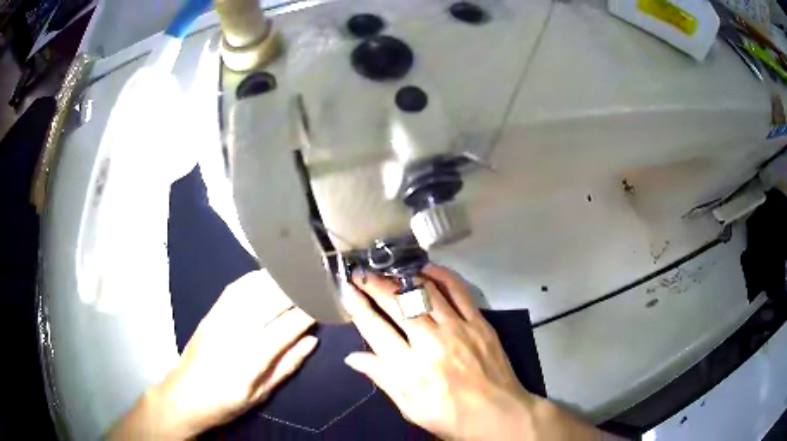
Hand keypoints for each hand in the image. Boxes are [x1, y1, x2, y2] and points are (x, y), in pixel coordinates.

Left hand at [109, 270, 316, 438]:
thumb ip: (287, 366)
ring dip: (279, 279)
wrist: (185, 394)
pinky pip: (236, 287)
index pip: (287, 326)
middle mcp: (235, 331)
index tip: (328, 301)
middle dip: (298, 289)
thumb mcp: (261, 394)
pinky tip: (268, 276)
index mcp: (250, 358)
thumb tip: (312, 340)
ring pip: (254, 288)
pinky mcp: (211, 311)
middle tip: (318, 282)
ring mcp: (220, 317)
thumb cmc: (226, 402)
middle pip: (271, 300)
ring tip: (299, 274)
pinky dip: (255, 278)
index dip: (310, 311)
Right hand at [343, 265, 605, 440]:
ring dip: (401, 278)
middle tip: (361, 274)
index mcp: (409, 368)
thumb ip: (382, 378)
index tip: (347, 291)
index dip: (357, 306)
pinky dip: (440, 275)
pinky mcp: (479, 322)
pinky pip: (458, 290)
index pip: (374, 329)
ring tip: (387, 271)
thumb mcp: (409, 407)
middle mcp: (430, 343)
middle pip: (395, 303)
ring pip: (423, 292)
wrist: (498, 414)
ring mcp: (457, 329)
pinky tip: (426, 269)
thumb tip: (352, 357)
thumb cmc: (450, 417)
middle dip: (373, 284)